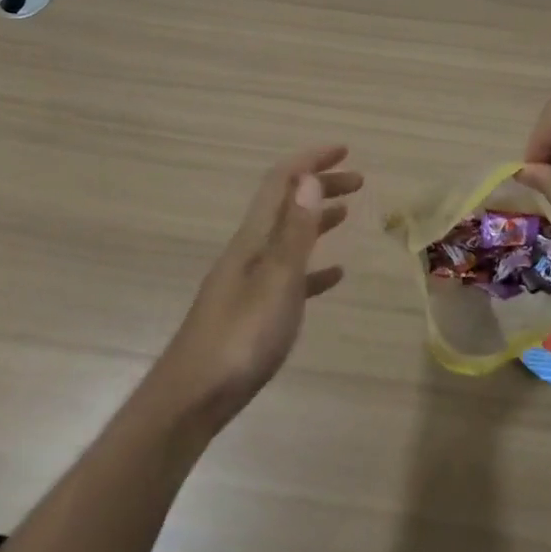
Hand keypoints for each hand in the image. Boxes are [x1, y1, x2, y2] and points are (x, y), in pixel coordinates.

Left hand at [146, 146, 360, 428]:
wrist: (191, 401)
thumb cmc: (240, 338)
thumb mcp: (276, 281)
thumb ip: (295, 232)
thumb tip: (309, 178)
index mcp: (254, 238)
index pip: (281, 182)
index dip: (310, 160)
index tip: (344, 150)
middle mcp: (249, 251)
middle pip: (286, 204)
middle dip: (319, 185)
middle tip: (358, 182)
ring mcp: (249, 282)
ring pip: (288, 237)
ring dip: (316, 219)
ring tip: (346, 214)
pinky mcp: (253, 312)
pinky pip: (289, 276)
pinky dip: (312, 267)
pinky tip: (333, 276)